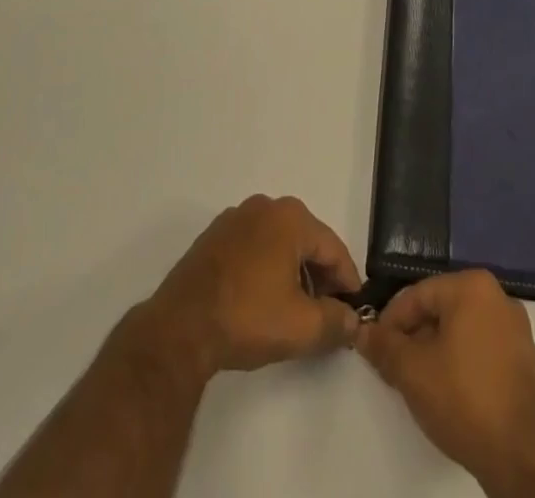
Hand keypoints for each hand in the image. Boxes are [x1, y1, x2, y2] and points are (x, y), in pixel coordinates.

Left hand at [142, 195, 362, 379]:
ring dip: (293, 272)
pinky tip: (262, 300)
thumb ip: (337, 322)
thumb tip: (354, 321)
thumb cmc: (247, 317)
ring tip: (295, 310)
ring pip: (279, 243)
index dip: (348, 282)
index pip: (333, 248)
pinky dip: (266, 268)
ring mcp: (236, 218)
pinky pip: (254, 246)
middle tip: (326, 313)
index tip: (354, 312)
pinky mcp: (214, 236)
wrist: (180, 327)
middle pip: (306, 241)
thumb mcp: (302, 327)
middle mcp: (265, 206)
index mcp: (291, 217)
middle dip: (320, 276)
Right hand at [356, 270, 534, 489]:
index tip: (374, 348)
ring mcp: (513, 327)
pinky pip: (479, 346)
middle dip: (412, 336)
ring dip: (433, 350)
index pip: (418, 295)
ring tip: (415, 381)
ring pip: (459, 329)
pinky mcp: (522, 358)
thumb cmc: (463, 398)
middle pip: (440, 309)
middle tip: (392, 367)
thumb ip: (383, 346)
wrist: (521, 454)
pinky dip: (458, 360)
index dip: (390, 322)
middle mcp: (496, 295)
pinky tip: (445, 389)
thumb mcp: (412, 371)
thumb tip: (362, 331)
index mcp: (472, 285)